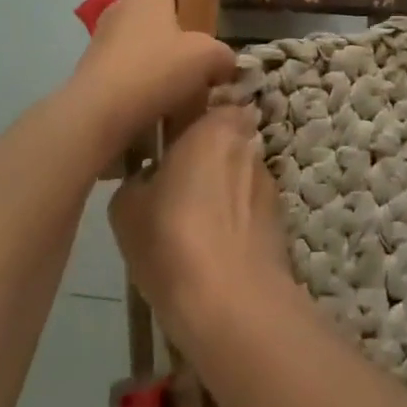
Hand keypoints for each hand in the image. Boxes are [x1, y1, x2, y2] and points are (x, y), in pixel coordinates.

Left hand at [67, 0, 235, 152]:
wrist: (98, 113)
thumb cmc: (157, 70)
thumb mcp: (209, 58)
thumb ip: (224, 55)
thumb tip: (225, 62)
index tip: (209, 11)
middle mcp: (123, 5)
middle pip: (157, 8)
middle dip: (179, 27)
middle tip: (201, 51)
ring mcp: (103, 35)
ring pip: (141, 37)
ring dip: (159, 54)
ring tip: (181, 81)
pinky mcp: (91, 65)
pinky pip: (125, 62)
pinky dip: (141, 76)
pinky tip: (156, 98)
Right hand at [109, 105, 290, 358]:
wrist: (232, 303)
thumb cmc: (173, 238)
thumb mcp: (127, 208)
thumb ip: (136, 179)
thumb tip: (146, 178)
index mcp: (213, 125)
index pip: (202, 104)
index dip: (184, 121)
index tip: (163, 142)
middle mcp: (247, 143)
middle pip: (221, 139)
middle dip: (202, 156)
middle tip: (172, 183)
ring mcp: (268, 181)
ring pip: (236, 173)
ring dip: (219, 188)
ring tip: (192, 224)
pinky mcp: (279, 218)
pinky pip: (248, 207)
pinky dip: (234, 218)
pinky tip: (213, 249)